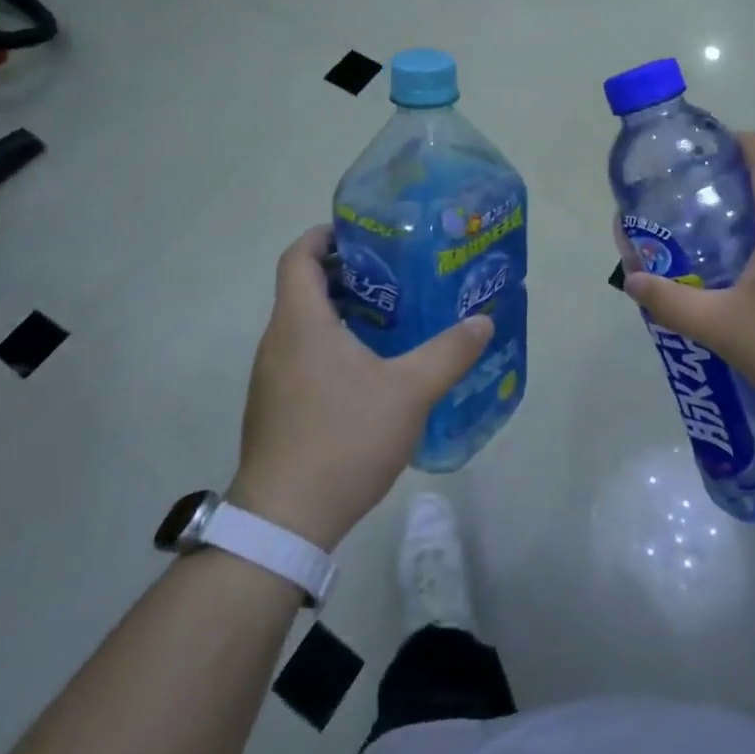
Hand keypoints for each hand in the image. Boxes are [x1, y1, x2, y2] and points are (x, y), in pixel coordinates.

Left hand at [229, 227, 492, 549]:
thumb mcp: (410, 392)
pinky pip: (302, 356)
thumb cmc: (344, 438)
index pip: (300, 257)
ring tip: (392, 317)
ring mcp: (271, 377)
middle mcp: (278, 342)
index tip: (362, 232)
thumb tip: (483, 322)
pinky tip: (370, 370)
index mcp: (301, 323)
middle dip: (347, 273)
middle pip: (303, 288)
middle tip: (395, 274)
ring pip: (304, 325)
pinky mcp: (275, 406)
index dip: (325, 236)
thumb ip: (449, 352)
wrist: (286, 520)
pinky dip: (332, 345)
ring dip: (341, 312)